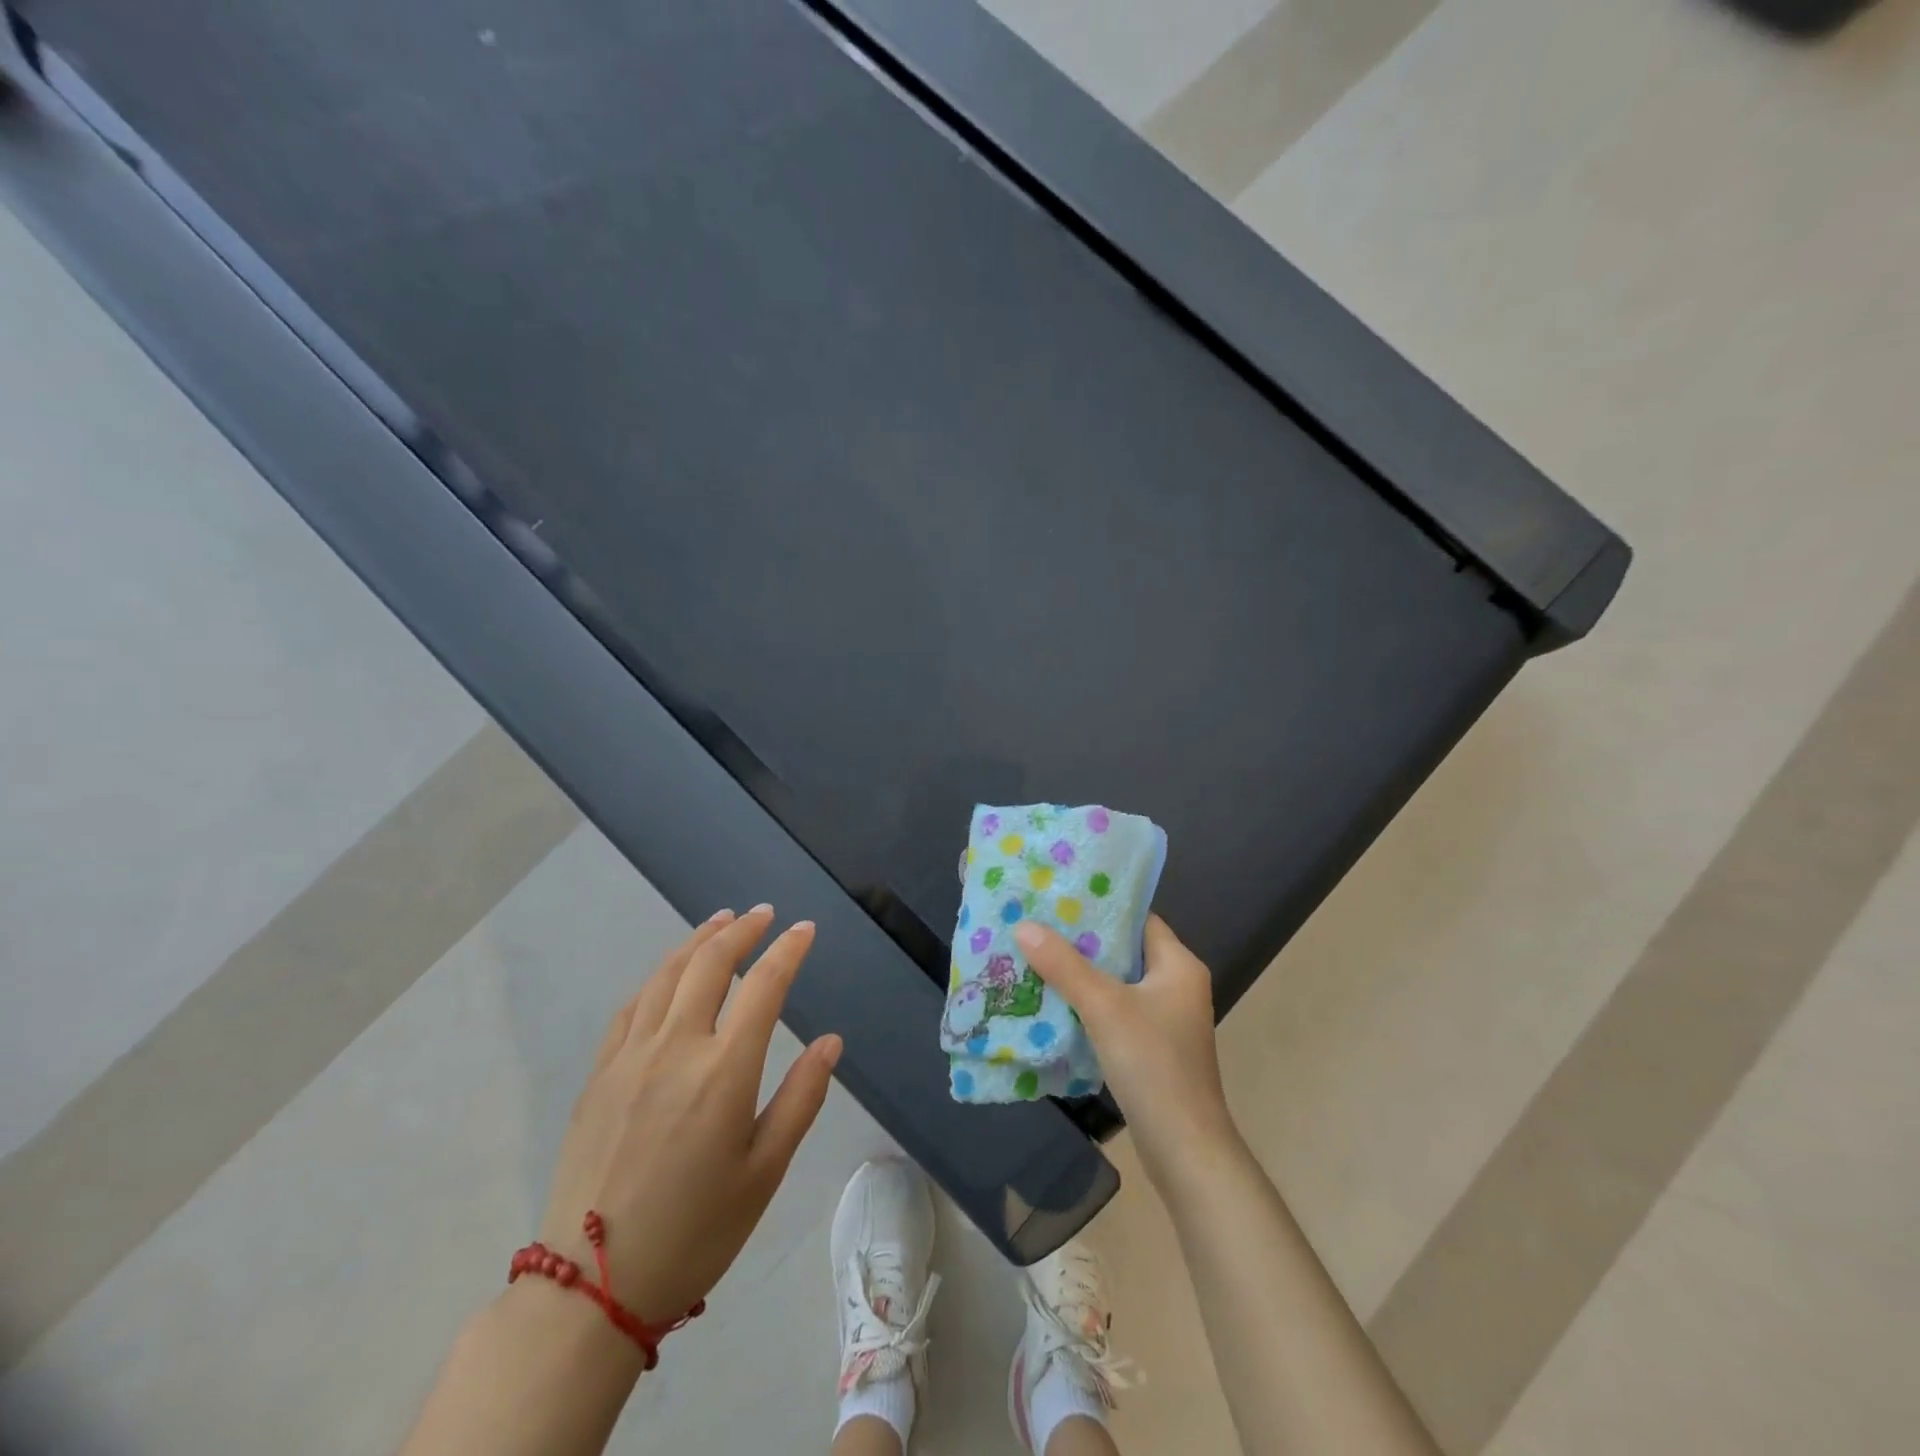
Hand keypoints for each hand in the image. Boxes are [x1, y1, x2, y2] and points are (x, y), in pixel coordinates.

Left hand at [536, 905, 841, 1325]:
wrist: (590, 1290)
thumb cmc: (694, 1232)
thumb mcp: (764, 1173)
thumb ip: (801, 1099)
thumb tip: (830, 1041)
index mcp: (723, 1072)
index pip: (764, 986)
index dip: (788, 950)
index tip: (806, 929)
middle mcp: (676, 1048)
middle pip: (710, 964)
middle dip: (741, 930)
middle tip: (764, 913)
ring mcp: (630, 1057)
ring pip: (667, 975)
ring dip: (698, 940)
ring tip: (721, 922)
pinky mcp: (599, 1074)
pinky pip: (632, 1005)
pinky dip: (659, 976)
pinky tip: (670, 973)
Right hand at [1015, 915, 1238, 1188]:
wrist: (1184, 1149)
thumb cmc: (1152, 1064)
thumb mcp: (1104, 1007)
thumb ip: (1064, 965)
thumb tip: (1024, 926)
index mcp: (1179, 965)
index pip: (1138, 919)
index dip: (1101, 907)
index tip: (1059, 898)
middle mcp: (1177, 985)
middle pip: (1124, 950)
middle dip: (1082, 941)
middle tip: (1038, 926)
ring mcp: (1166, 1019)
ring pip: (1117, 983)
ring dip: (1082, 974)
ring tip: (1037, 957)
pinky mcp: (1153, 1047)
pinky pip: (1116, 1012)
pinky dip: (1089, 1005)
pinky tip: (1054, 1002)